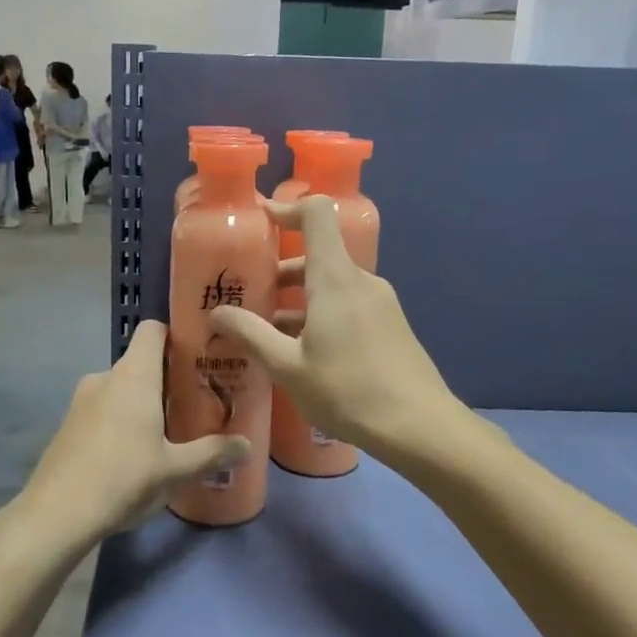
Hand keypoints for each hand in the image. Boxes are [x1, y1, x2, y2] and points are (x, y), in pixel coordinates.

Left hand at [18, 320, 246, 544]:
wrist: (55, 515)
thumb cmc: (124, 479)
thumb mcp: (176, 471)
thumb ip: (213, 453)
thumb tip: (247, 445)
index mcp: (134, 376)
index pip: (152, 330)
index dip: (175, 334)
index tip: (199, 353)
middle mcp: (105, 377)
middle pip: (140, 361)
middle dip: (167, 377)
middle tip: (195, 400)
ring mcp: (81, 401)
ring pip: (120, 388)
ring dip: (142, 401)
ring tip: (168, 430)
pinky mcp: (68, 425)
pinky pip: (102, 408)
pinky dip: (120, 419)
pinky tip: (132, 453)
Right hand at [209, 196, 455, 453]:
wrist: (419, 427)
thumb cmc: (347, 390)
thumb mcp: (287, 367)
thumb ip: (250, 334)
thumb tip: (217, 312)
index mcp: (335, 278)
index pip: (316, 215)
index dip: (287, 209)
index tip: (259, 222)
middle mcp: (360, 280)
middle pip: (318, 253)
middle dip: (280, 268)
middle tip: (248, 292)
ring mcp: (380, 302)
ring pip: (331, 283)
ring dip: (298, 296)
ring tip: (266, 328)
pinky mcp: (389, 325)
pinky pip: (348, 303)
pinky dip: (320, 312)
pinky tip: (301, 349)